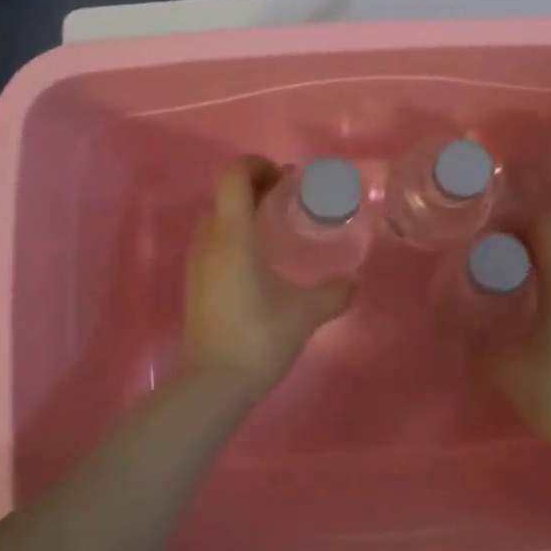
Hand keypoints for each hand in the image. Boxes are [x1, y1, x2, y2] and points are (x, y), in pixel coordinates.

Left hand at [183, 157, 354, 396]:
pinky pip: (212, 242)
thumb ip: (334, 293)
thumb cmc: (259, 338)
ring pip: (217, 218)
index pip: (234, 175)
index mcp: (233, 236)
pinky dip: (234, 235)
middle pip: (225, 193)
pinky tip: (260, 261)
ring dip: (243, 211)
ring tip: (275, 228)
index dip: (258, 165)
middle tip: (288, 200)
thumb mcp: (305, 313)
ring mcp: (197, 263)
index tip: (286, 179)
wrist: (213, 384)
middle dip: (256, 187)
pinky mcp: (195, 284)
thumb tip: (354, 283)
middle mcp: (209, 241)